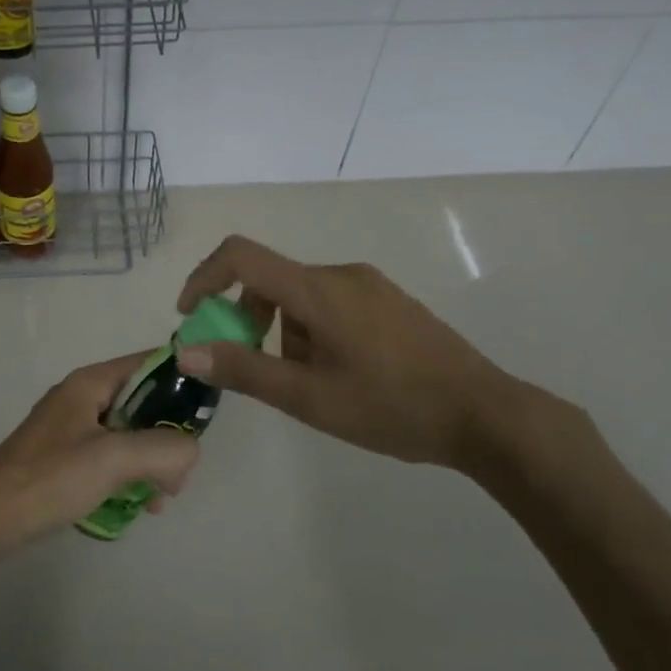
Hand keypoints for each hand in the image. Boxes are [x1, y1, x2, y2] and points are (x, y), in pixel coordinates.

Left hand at [0, 353, 200, 552]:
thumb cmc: (48, 479)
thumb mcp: (113, 458)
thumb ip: (164, 448)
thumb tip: (191, 451)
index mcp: (91, 382)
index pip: (150, 362)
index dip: (183, 378)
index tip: (209, 409)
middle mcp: (83, 398)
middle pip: (144, 402)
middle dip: (169, 434)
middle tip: (181, 471)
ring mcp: (72, 430)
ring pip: (130, 434)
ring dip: (152, 461)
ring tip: (161, 497)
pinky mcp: (65, 460)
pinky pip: (111, 458)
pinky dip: (130, 477)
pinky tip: (138, 508)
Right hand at [175, 235, 524, 473]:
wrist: (485, 414)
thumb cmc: (391, 406)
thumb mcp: (309, 397)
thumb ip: (244, 369)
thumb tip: (185, 351)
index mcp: (319, 289)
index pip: (242, 256)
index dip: (205, 277)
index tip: (191, 317)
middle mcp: (342, 274)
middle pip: (271, 281)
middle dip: (247, 320)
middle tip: (250, 368)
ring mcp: (370, 286)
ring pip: (300, 298)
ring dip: (283, 334)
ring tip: (308, 385)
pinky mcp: (388, 301)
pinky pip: (330, 303)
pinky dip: (311, 331)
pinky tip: (338, 375)